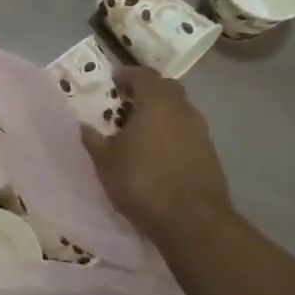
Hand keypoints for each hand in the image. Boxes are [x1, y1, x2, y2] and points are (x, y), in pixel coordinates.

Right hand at [82, 66, 236, 238]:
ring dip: (162, 113)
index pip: (143, 75)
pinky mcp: (210, 153)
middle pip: (166, 88)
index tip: (114, 80)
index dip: (127, 74)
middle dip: (147, 90)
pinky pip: (188, 131)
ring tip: (141, 130)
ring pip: (180, 110)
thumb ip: (94, 140)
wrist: (192, 220)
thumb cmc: (142, 182)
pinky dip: (173, 132)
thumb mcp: (106, 162)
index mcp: (157, 102)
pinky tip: (159, 152)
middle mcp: (183, 109)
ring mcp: (201, 131)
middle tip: (127, 102)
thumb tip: (84, 127)